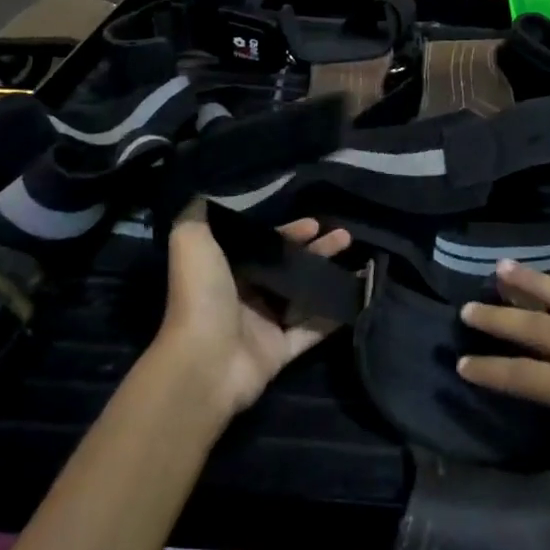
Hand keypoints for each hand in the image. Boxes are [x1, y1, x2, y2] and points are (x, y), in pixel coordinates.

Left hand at [159, 203, 352, 419]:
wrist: (205, 360)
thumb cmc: (201, 295)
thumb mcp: (191, 241)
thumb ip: (199, 214)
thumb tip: (209, 190)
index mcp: (225, 270)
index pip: (262, 245)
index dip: (288, 232)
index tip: (314, 223)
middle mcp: (244, 296)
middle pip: (288, 267)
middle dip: (317, 250)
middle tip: (344, 236)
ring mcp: (264, 325)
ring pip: (304, 295)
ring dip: (328, 276)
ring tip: (359, 259)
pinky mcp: (281, 351)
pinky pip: (313, 330)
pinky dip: (334, 314)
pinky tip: (357, 295)